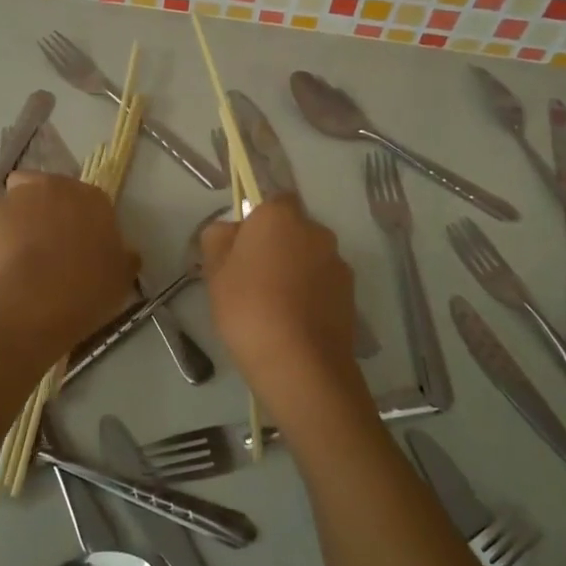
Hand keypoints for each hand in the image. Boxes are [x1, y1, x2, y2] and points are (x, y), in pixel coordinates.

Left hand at [0, 172, 138, 351]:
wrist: (39, 299)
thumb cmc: (89, 285)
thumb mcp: (122, 276)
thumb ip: (123, 258)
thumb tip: (126, 254)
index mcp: (91, 197)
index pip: (87, 201)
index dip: (81, 221)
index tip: (80, 246)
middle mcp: (53, 187)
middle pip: (46, 189)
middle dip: (44, 209)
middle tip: (47, 244)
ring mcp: (16, 198)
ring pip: (14, 203)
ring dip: (17, 221)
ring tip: (18, 257)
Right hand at [200, 196, 367, 414]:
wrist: (300, 364)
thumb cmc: (248, 308)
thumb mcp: (214, 272)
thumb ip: (217, 239)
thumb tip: (229, 230)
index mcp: (280, 216)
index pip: (270, 202)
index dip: (255, 223)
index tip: (239, 251)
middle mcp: (315, 230)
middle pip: (291, 230)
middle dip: (275, 248)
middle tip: (250, 282)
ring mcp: (337, 262)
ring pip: (308, 258)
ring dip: (295, 272)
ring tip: (274, 309)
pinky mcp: (350, 294)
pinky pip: (323, 285)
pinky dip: (310, 296)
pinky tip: (294, 325)